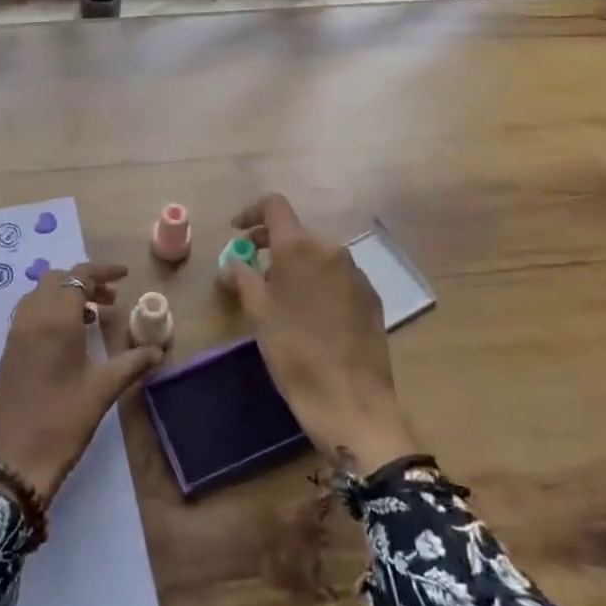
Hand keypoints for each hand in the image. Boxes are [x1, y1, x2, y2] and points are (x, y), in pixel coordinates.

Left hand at [0, 262, 164, 500]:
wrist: (14, 458)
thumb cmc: (63, 419)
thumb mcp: (103, 389)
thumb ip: (132, 362)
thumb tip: (158, 350)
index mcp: (56, 318)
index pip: (79, 276)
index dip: (102, 272)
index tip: (124, 276)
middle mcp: (32, 316)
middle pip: (58, 280)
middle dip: (85, 282)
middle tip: (111, 299)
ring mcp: (16, 332)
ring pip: (42, 295)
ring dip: (68, 296)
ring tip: (95, 316)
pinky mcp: (9, 349)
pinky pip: (31, 313)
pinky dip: (52, 311)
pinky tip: (71, 337)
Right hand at [228, 194, 419, 469]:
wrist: (351, 399)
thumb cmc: (294, 351)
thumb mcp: (258, 313)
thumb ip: (243, 277)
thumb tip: (235, 262)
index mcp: (299, 246)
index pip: (274, 206)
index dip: (251, 212)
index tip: (236, 231)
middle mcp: (330, 249)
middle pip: (296, 231)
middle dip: (271, 243)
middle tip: (251, 266)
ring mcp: (355, 272)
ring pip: (317, 254)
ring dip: (295, 263)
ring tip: (279, 293)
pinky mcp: (370, 295)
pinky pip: (337, 275)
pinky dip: (317, 281)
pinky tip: (309, 311)